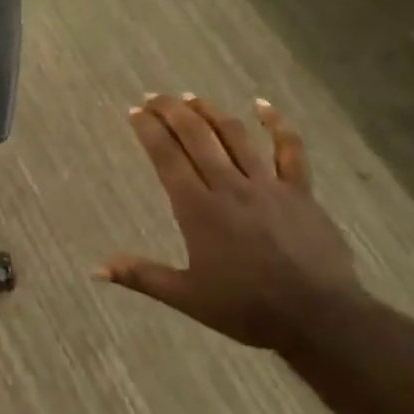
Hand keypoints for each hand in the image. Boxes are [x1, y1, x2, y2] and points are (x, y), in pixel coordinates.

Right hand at [96, 95, 360, 349]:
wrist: (316, 316)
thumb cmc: (246, 308)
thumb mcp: (186, 297)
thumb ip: (141, 277)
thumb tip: (96, 268)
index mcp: (199, 210)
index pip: (167, 158)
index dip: (149, 131)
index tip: (135, 112)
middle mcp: (229, 187)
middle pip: (197, 137)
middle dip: (172, 112)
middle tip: (154, 97)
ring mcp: (267, 185)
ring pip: (235, 135)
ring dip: (210, 112)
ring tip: (191, 98)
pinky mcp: (299, 191)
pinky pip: (290, 149)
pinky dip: (276, 123)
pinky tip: (262, 105)